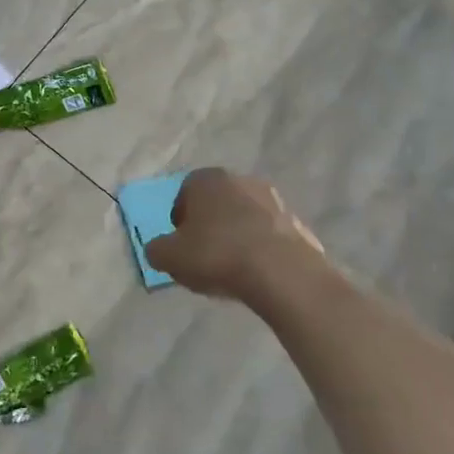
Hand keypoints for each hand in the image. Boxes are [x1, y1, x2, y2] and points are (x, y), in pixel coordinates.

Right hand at [144, 168, 326, 306]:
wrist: (281, 273)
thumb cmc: (217, 254)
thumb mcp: (169, 257)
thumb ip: (157, 250)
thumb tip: (159, 249)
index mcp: (206, 179)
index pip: (184, 193)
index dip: (180, 221)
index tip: (181, 245)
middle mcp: (240, 180)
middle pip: (217, 203)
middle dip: (210, 225)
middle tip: (205, 256)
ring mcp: (273, 200)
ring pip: (244, 217)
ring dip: (237, 236)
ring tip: (232, 269)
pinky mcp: (297, 223)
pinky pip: (268, 236)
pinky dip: (261, 249)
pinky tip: (257, 274)